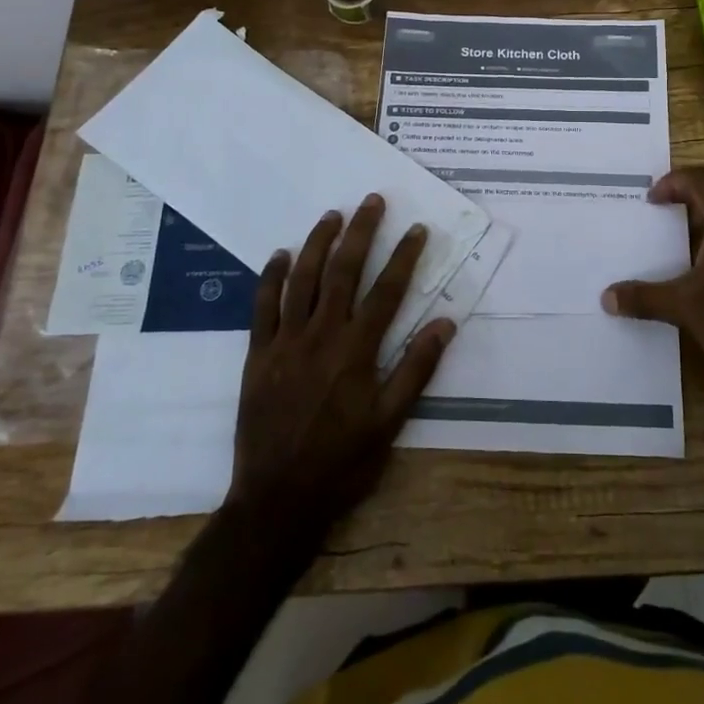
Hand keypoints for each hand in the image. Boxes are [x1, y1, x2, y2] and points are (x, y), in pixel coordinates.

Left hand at [225, 195, 454, 542]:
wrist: (277, 501)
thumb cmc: (342, 464)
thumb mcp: (390, 424)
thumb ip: (416, 371)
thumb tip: (445, 323)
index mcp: (358, 351)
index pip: (387, 291)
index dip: (404, 256)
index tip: (416, 229)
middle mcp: (322, 335)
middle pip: (344, 271)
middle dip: (361, 232)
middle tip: (372, 201)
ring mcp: (286, 342)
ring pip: (303, 279)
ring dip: (319, 243)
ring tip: (332, 216)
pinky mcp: (258, 355)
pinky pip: (262, 306)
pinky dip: (272, 277)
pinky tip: (282, 254)